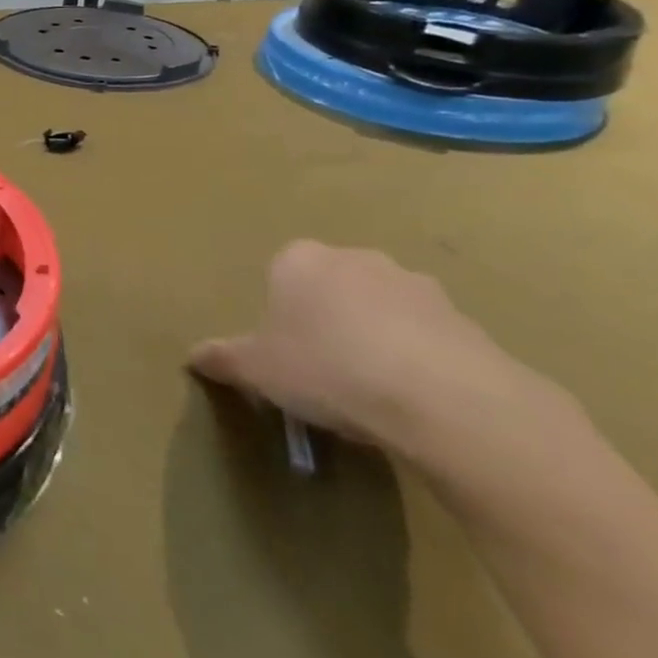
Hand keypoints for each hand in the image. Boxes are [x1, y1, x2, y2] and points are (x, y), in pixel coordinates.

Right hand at [190, 241, 547, 467]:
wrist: (440, 398)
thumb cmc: (326, 368)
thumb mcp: (256, 370)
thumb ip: (223, 358)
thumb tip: (194, 356)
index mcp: (300, 259)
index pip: (278, 274)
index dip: (278, 313)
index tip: (281, 351)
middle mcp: (355, 258)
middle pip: (330, 287)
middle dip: (325, 319)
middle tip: (320, 369)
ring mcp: (414, 284)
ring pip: (379, 308)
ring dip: (373, 337)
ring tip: (368, 390)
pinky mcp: (463, 318)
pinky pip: (424, 335)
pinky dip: (415, 358)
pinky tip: (409, 399)